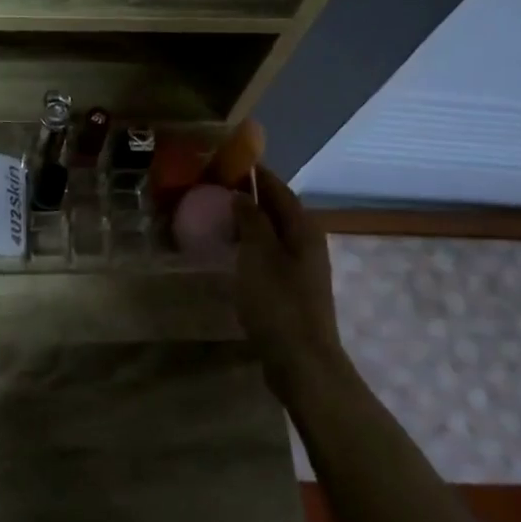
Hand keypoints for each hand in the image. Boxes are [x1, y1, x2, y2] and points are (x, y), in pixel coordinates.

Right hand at [232, 167, 350, 394]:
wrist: (301, 360)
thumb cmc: (278, 302)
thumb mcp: (258, 254)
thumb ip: (251, 220)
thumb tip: (243, 194)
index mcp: (303, 228)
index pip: (278, 188)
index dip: (256, 173)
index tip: (228, 160)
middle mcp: (307, 243)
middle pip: (277, 210)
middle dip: (249, 196)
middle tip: (214, 188)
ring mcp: (301, 268)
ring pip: (271, 233)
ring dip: (248, 222)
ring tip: (216, 216)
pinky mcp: (290, 290)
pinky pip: (267, 255)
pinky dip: (249, 246)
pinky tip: (229, 252)